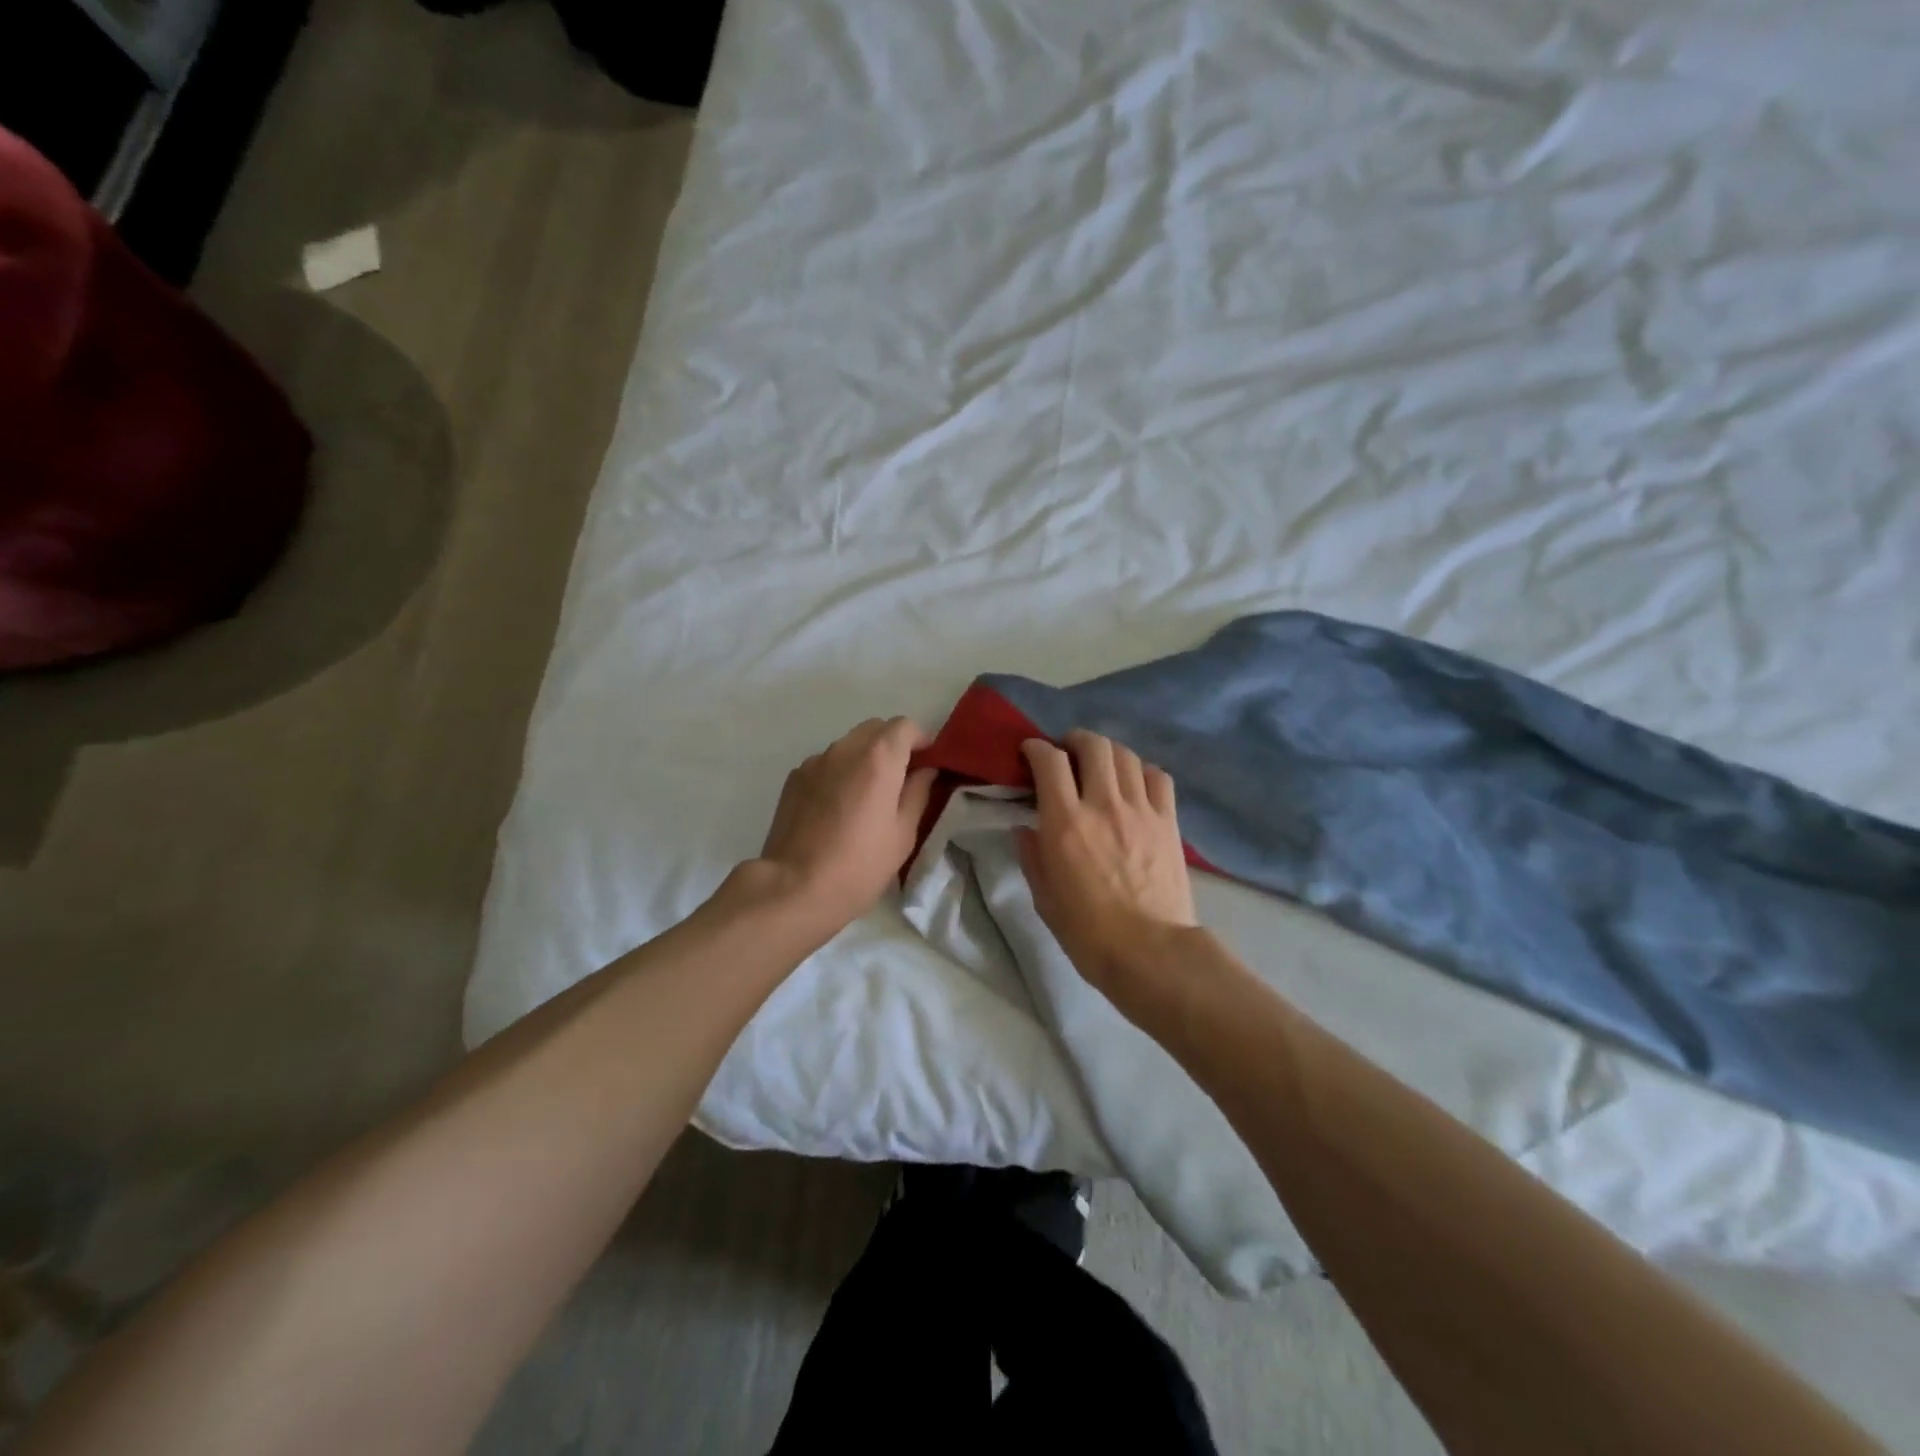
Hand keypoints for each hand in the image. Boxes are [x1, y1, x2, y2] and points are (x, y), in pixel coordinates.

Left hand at [751, 717, 937, 935]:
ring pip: (849, 745)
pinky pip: (826, 763)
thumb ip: (918, 792)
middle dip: (893, 745)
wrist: (794, 888)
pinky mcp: (794, 778)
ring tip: (866, 795)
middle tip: (900, 779)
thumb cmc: (860, 865)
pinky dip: (839, 772)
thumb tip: (925, 770)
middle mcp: (845, 749)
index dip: (921, 740)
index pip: (905, 726)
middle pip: (875, 728)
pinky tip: (838, 807)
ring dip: (864, 758)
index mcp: (878, 758)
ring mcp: (815, 761)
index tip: (927, 764)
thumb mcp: (903, 834)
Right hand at [1019, 730, 1196, 989]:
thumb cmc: (1087, 931)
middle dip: (1074, 740)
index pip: (1049, 761)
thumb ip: (1031, 855)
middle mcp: (1103, 804)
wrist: (1150, 952)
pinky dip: (1142, 771)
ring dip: (1107, 752)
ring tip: (1100, 765)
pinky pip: (1158, 777)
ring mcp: (1141, 810)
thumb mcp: (1043, 896)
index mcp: (1065, 822)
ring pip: (1126, 755)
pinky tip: (1135, 784)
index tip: (1030, 753)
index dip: (1036, 748)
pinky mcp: (1168, 821)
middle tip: (1066, 752)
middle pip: (1093, 745)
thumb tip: (1025, 828)